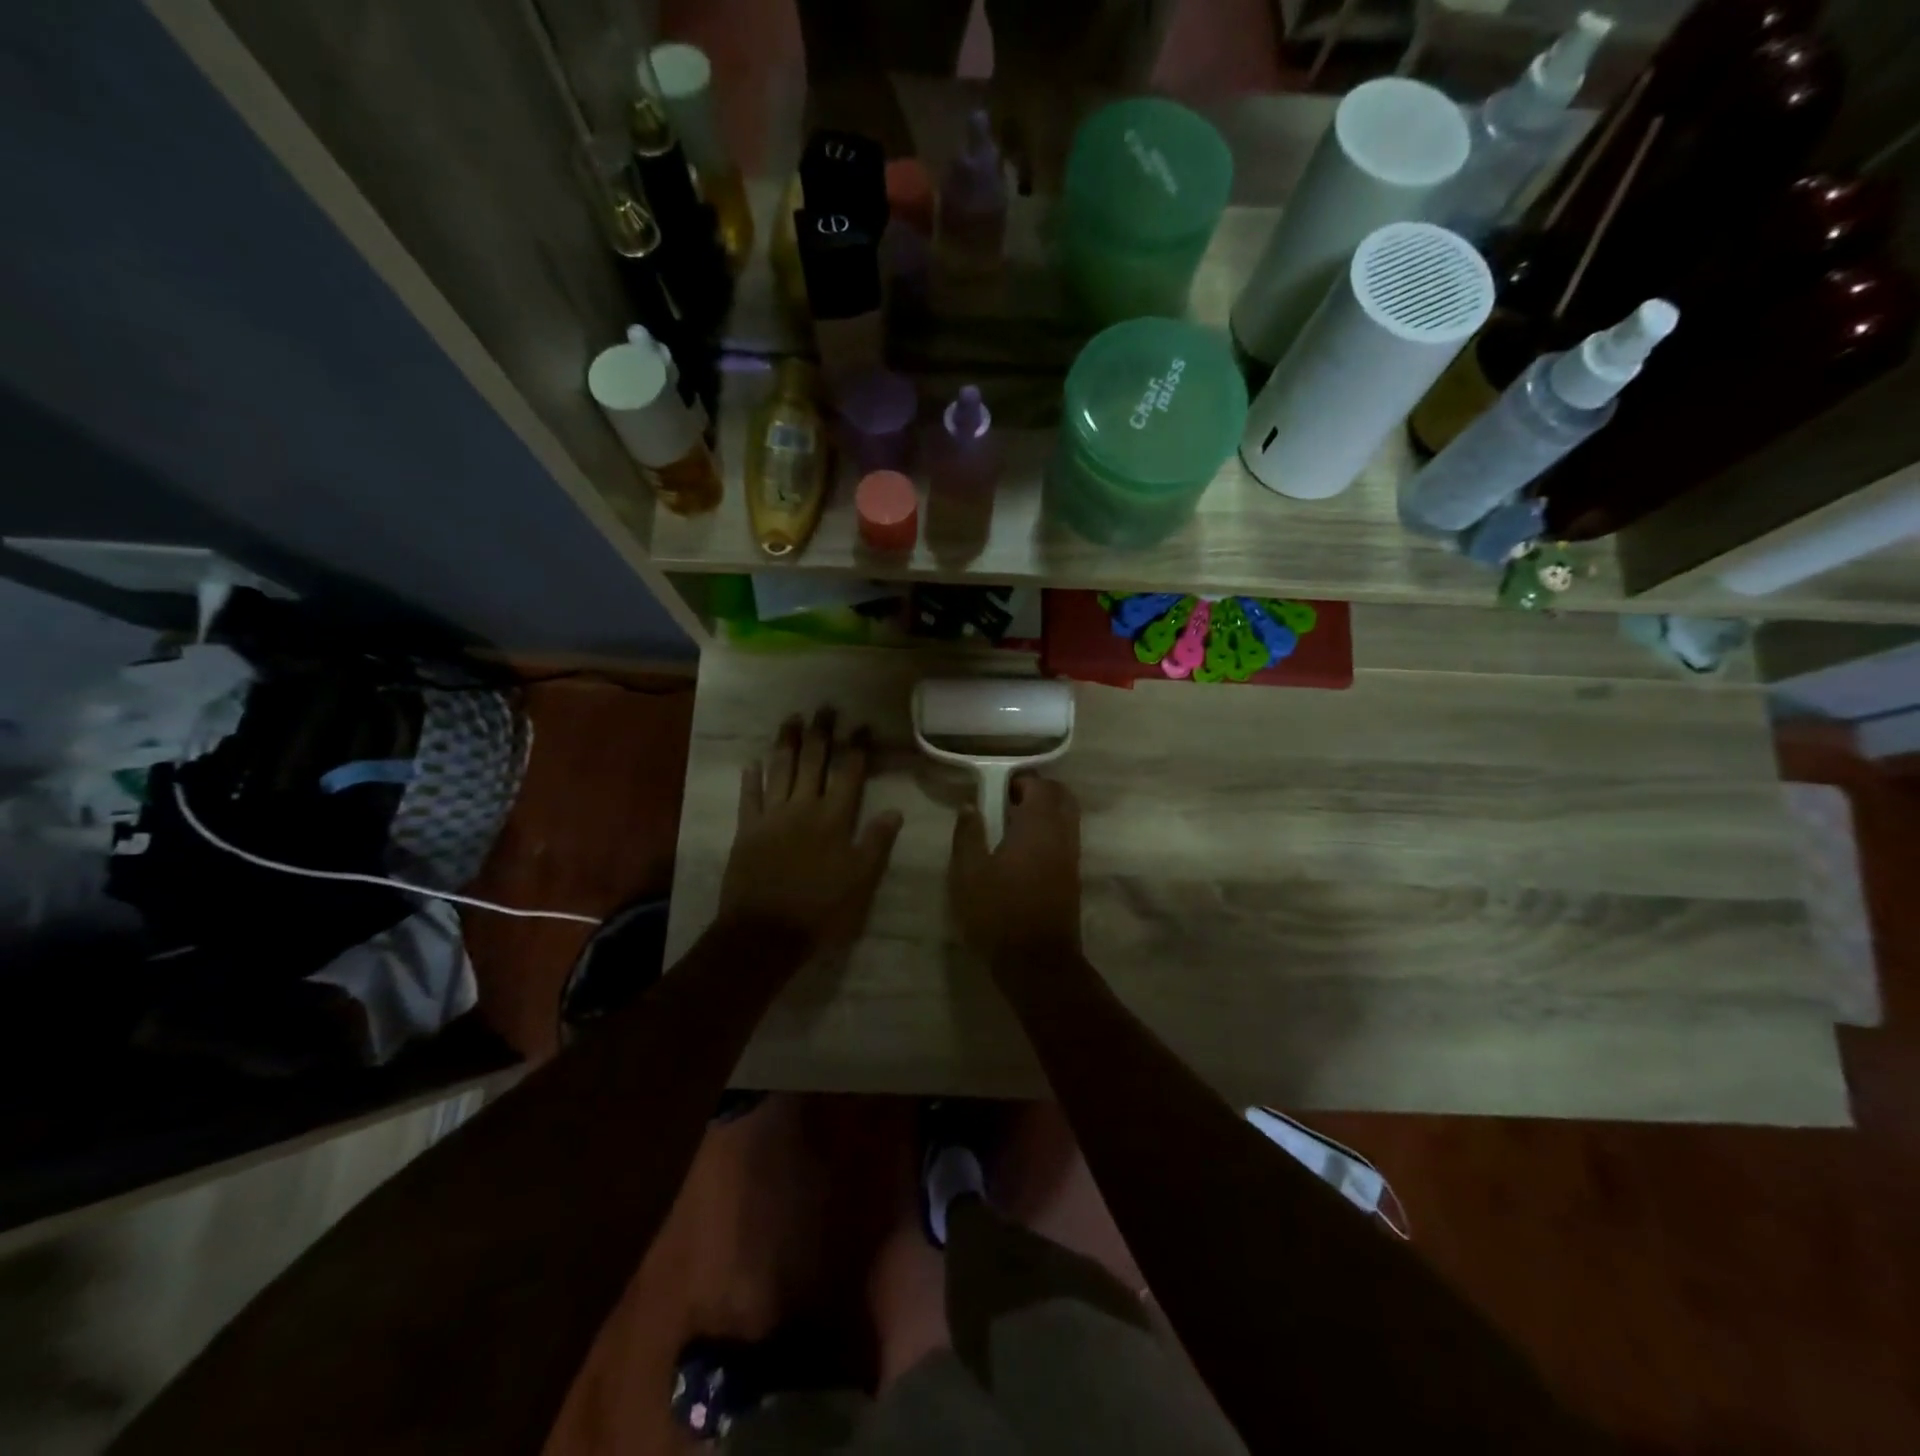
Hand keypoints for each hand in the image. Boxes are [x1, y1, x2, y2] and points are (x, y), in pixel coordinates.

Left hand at [719, 709, 902, 956]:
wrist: (766, 932)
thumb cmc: (821, 910)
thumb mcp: (861, 882)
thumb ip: (876, 843)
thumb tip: (895, 811)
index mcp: (834, 819)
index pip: (849, 774)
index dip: (857, 748)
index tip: (863, 725)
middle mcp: (803, 808)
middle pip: (813, 762)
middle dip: (821, 733)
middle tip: (825, 708)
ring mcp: (771, 817)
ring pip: (780, 770)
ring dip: (786, 743)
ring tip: (792, 719)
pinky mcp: (746, 830)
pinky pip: (748, 797)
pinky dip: (750, 778)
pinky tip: (751, 762)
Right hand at [949, 775, 1082, 971]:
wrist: (1037, 963)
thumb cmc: (998, 913)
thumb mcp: (969, 873)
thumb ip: (968, 834)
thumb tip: (969, 806)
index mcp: (1038, 826)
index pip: (1039, 786)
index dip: (1018, 781)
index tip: (994, 790)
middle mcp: (1062, 835)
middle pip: (1061, 797)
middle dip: (1036, 792)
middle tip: (1005, 803)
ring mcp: (1072, 857)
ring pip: (1066, 818)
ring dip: (1044, 813)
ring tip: (1010, 828)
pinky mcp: (1073, 877)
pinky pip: (1066, 839)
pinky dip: (1049, 833)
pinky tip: (1022, 853)